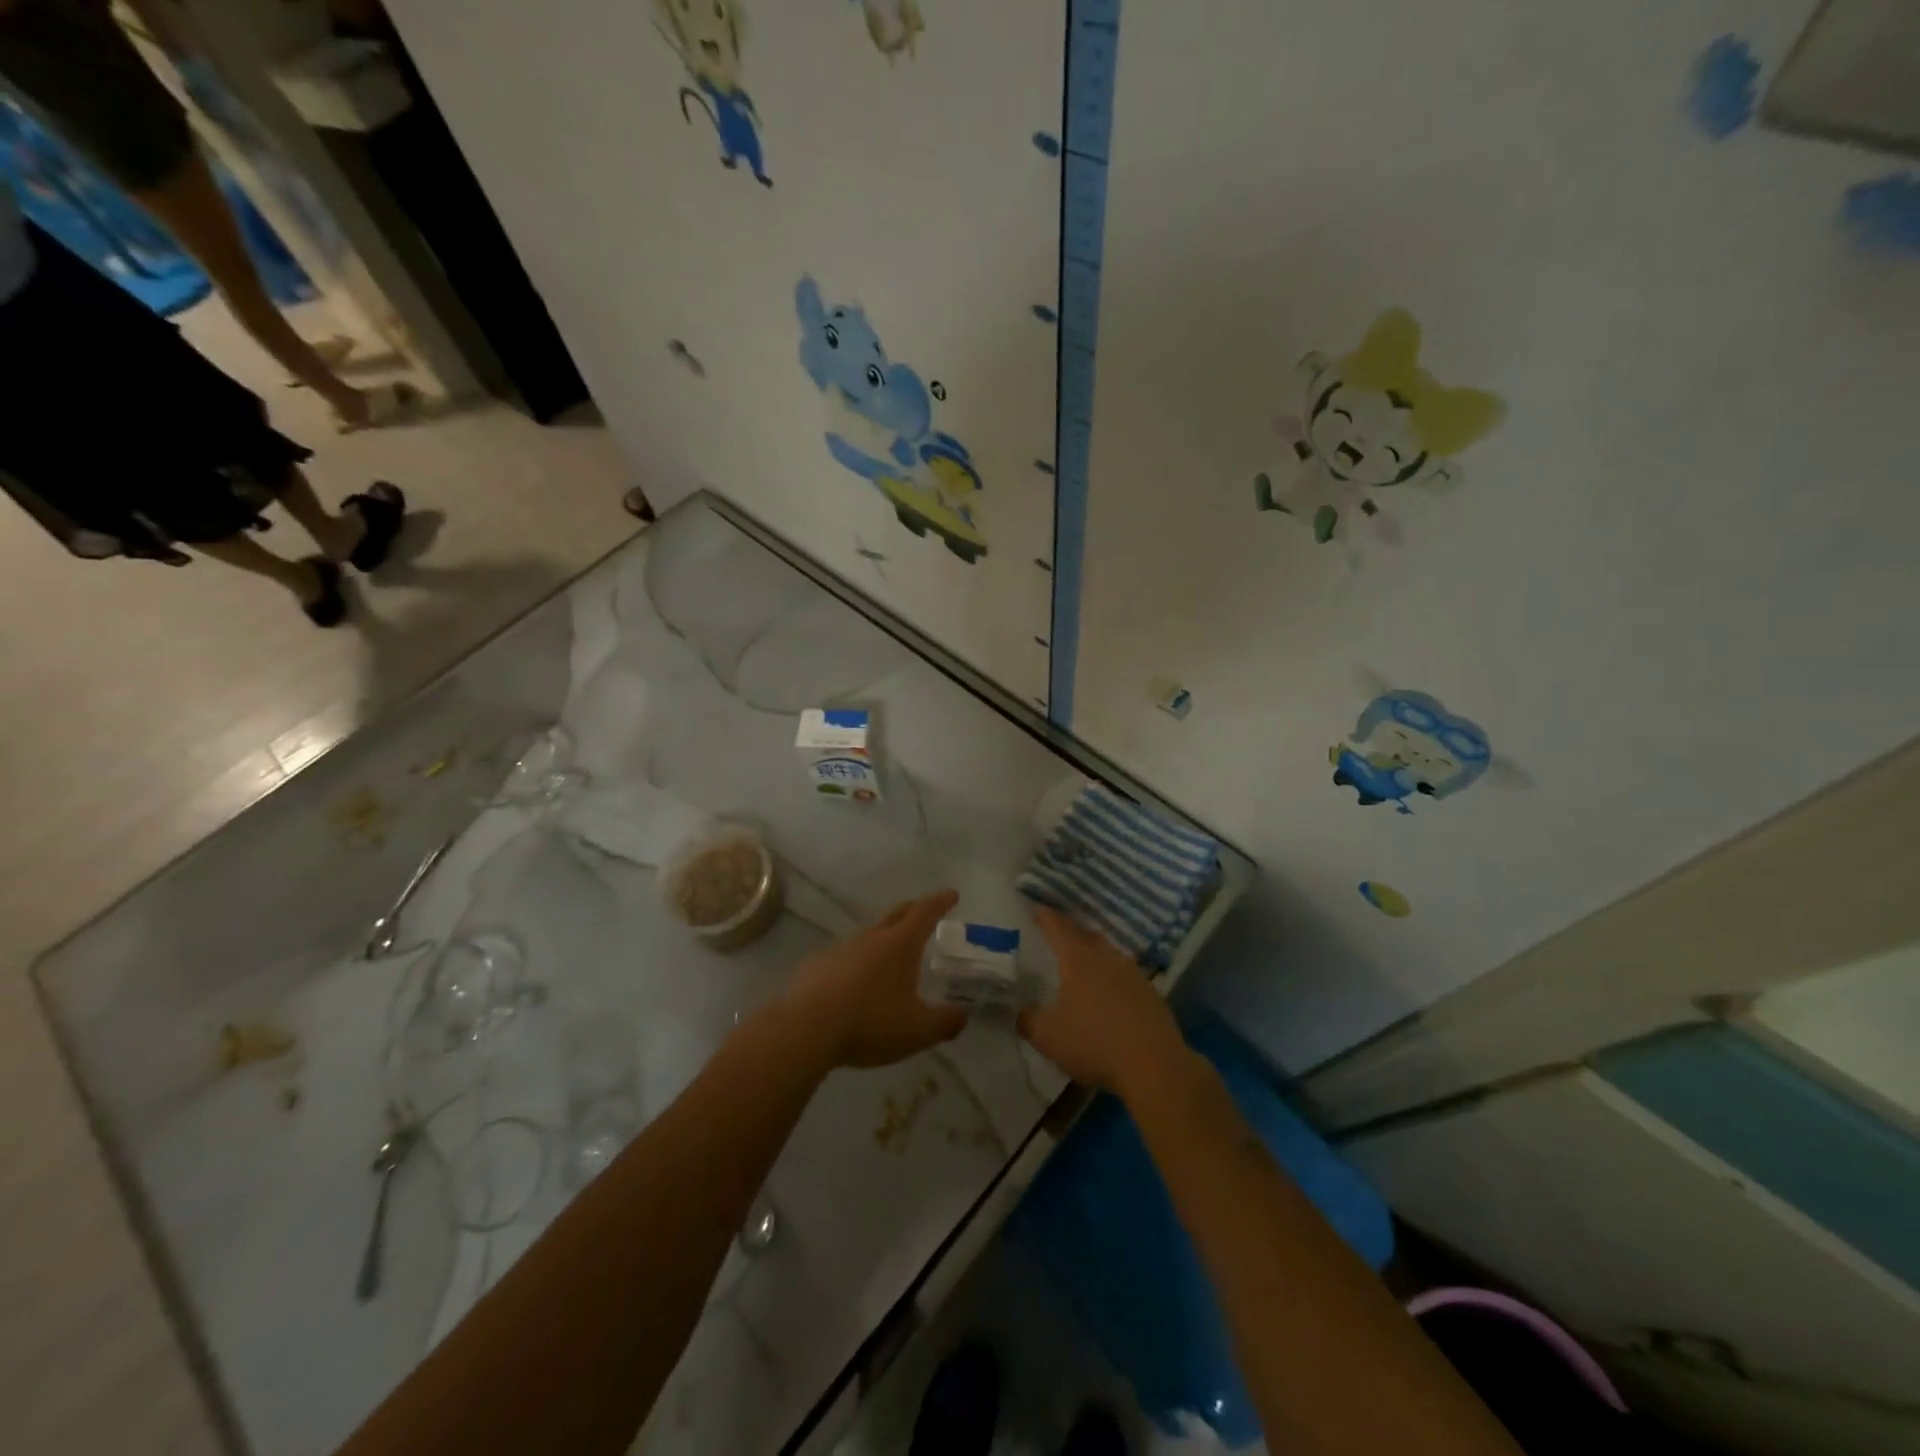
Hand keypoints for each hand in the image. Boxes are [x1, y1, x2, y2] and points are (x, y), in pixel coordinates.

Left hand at [781, 891, 966, 1069]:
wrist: (806, 1030)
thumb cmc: (871, 1023)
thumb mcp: (918, 1030)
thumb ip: (946, 1022)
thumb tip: (963, 1014)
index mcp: (900, 944)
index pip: (925, 912)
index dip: (940, 902)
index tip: (951, 894)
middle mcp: (871, 937)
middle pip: (896, 914)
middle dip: (914, 910)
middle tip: (925, 912)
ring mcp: (841, 948)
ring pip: (869, 936)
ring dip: (883, 939)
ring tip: (891, 955)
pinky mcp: (817, 966)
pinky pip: (844, 957)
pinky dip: (857, 963)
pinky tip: (855, 982)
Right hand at [1019, 908, 1189, 1097]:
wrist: (1154, 1065)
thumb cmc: (1094, 1042)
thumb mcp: (1048, 1036)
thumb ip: (1028, 1020)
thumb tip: (1019, 1011)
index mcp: (1078, 959)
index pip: (1058, 928)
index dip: (1046, 918)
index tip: (1038, 910)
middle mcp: (1106, 957)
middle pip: (1086, 934)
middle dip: (1070, 930)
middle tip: (1058, 931)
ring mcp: (1132, 973)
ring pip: (1108, 952)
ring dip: (1093, 950)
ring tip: (1083, 958)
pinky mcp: (1150, 992)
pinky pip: (1124, 973)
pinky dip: (1111, 974)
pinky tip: (1109, 989)